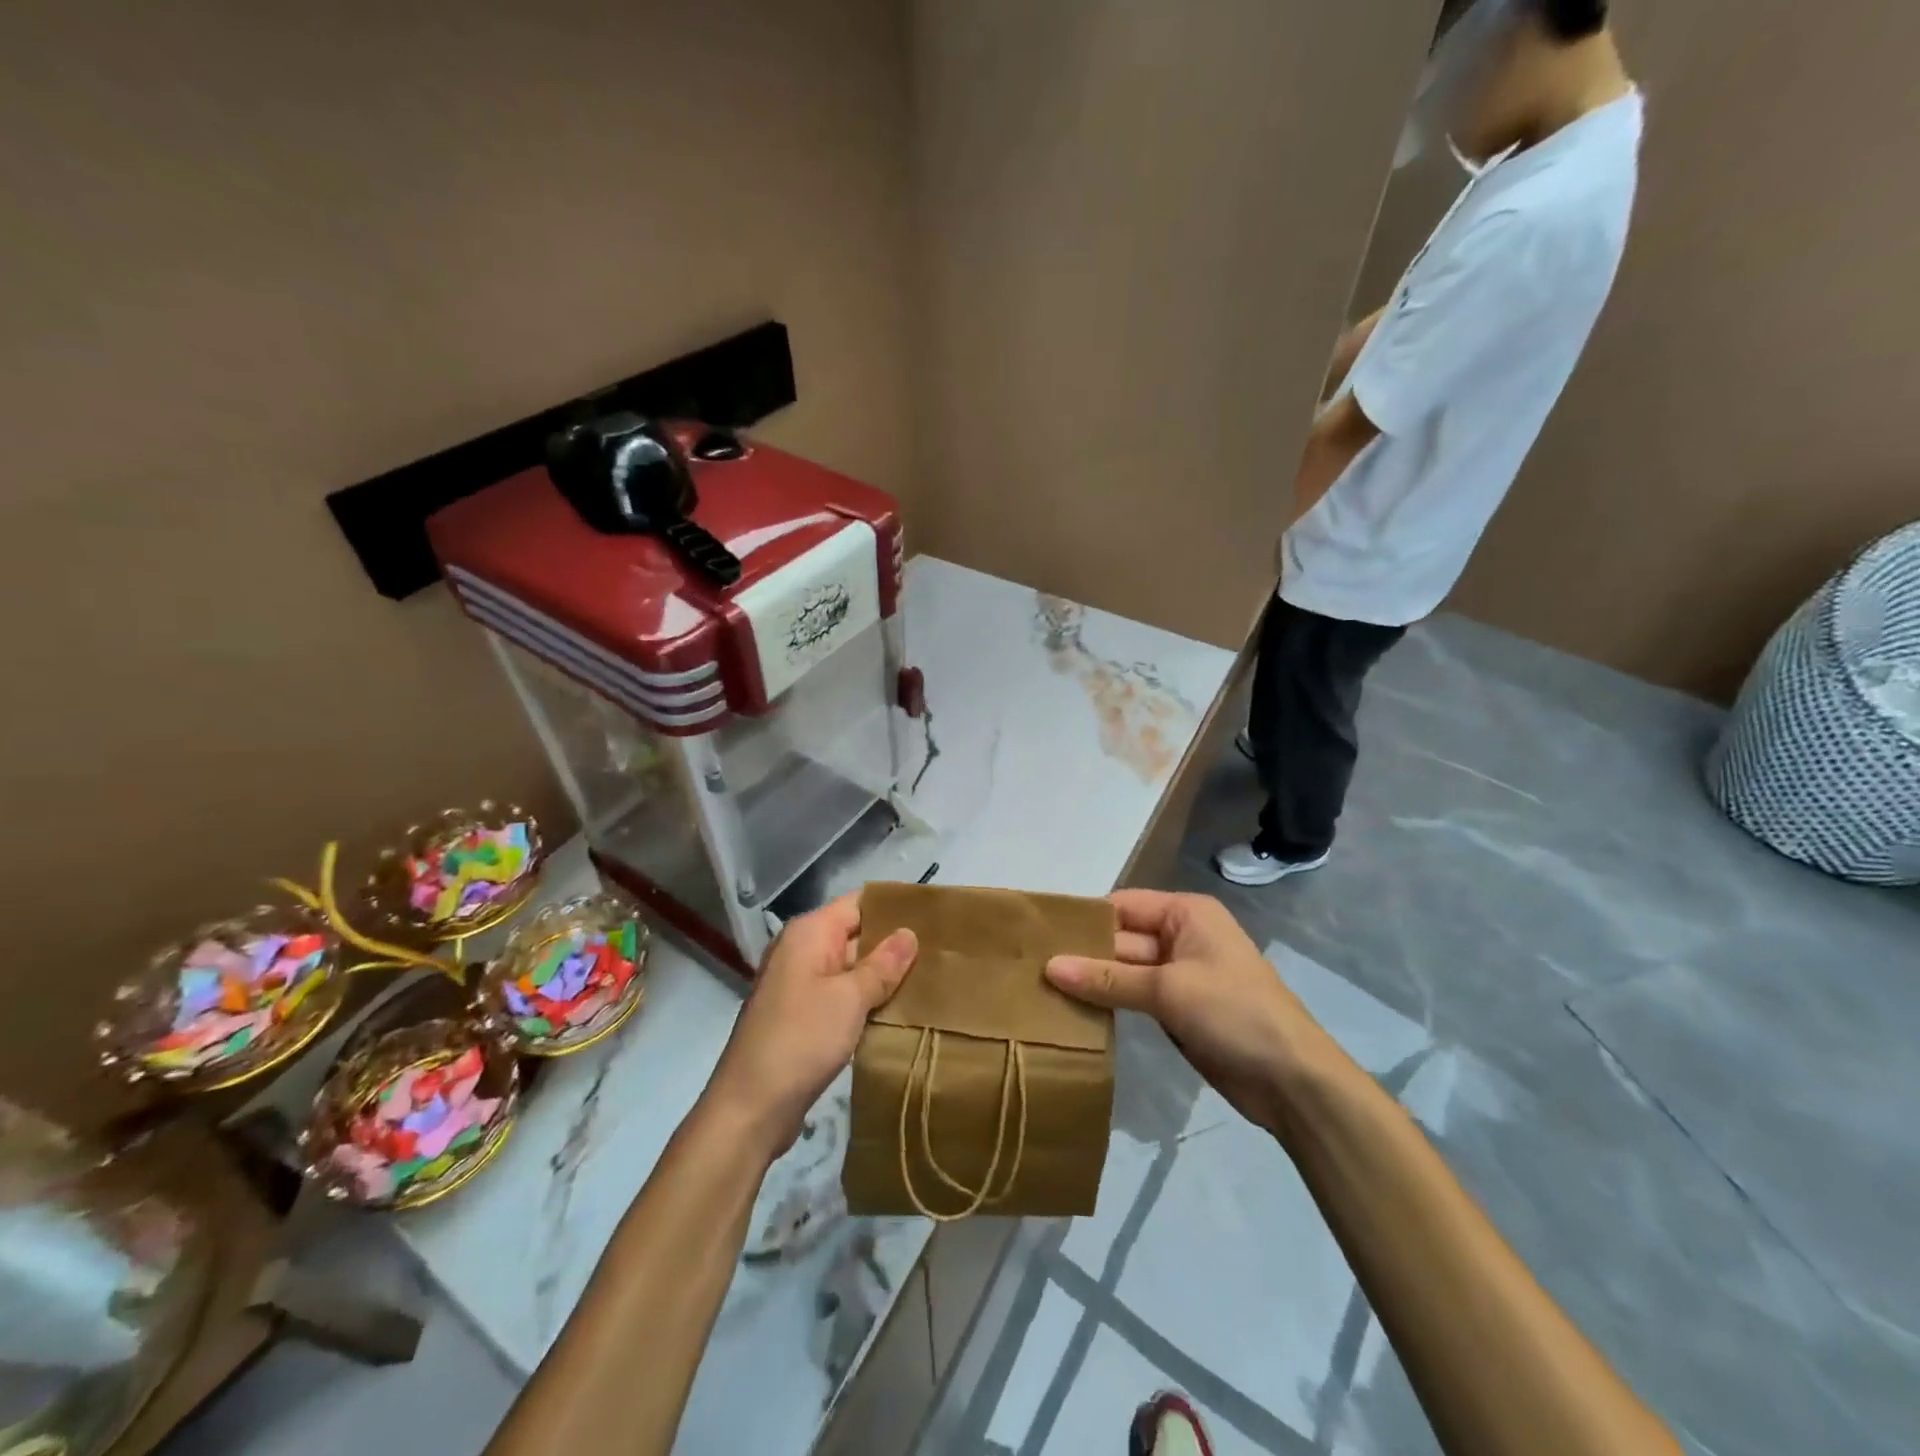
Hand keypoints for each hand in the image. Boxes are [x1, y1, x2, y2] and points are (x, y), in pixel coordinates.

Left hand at [704, 894, 917, 1159]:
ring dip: (882, 976)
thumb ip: (882, 964)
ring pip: (851, 968)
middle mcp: (801, 950)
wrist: (750, 1108)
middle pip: (856, 933)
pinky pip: (841, 995)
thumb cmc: (800, 1040)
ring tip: (930, 980)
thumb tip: (909, 934)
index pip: (859, 903)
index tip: (934, 917)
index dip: (895, 907)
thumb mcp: (849, 998)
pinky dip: (866, 1001)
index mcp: (809, 933)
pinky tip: (899, 1012)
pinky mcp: (802, 1016)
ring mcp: (799, 984)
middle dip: (893, 943)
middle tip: (940, 952)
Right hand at [1044, 889, 1339, 1137]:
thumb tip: (1049, 967)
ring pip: (1124, 971)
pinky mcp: (1178, 1010)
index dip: (1083, 920)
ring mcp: (1180, 976)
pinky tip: (1073, 1012)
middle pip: (1121, 939)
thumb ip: (1107, 979)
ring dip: (1093, 982)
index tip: (1038, 936)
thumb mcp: (1167, 990)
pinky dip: (1110, 1004)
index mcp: (1185, 913)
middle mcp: (1181, 936)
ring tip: (1041, 990)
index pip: (1122, 906)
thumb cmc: (1234, 1013)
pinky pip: (1135, 998)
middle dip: (1083, 954)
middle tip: (1029, 969)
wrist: (1292, 1081)